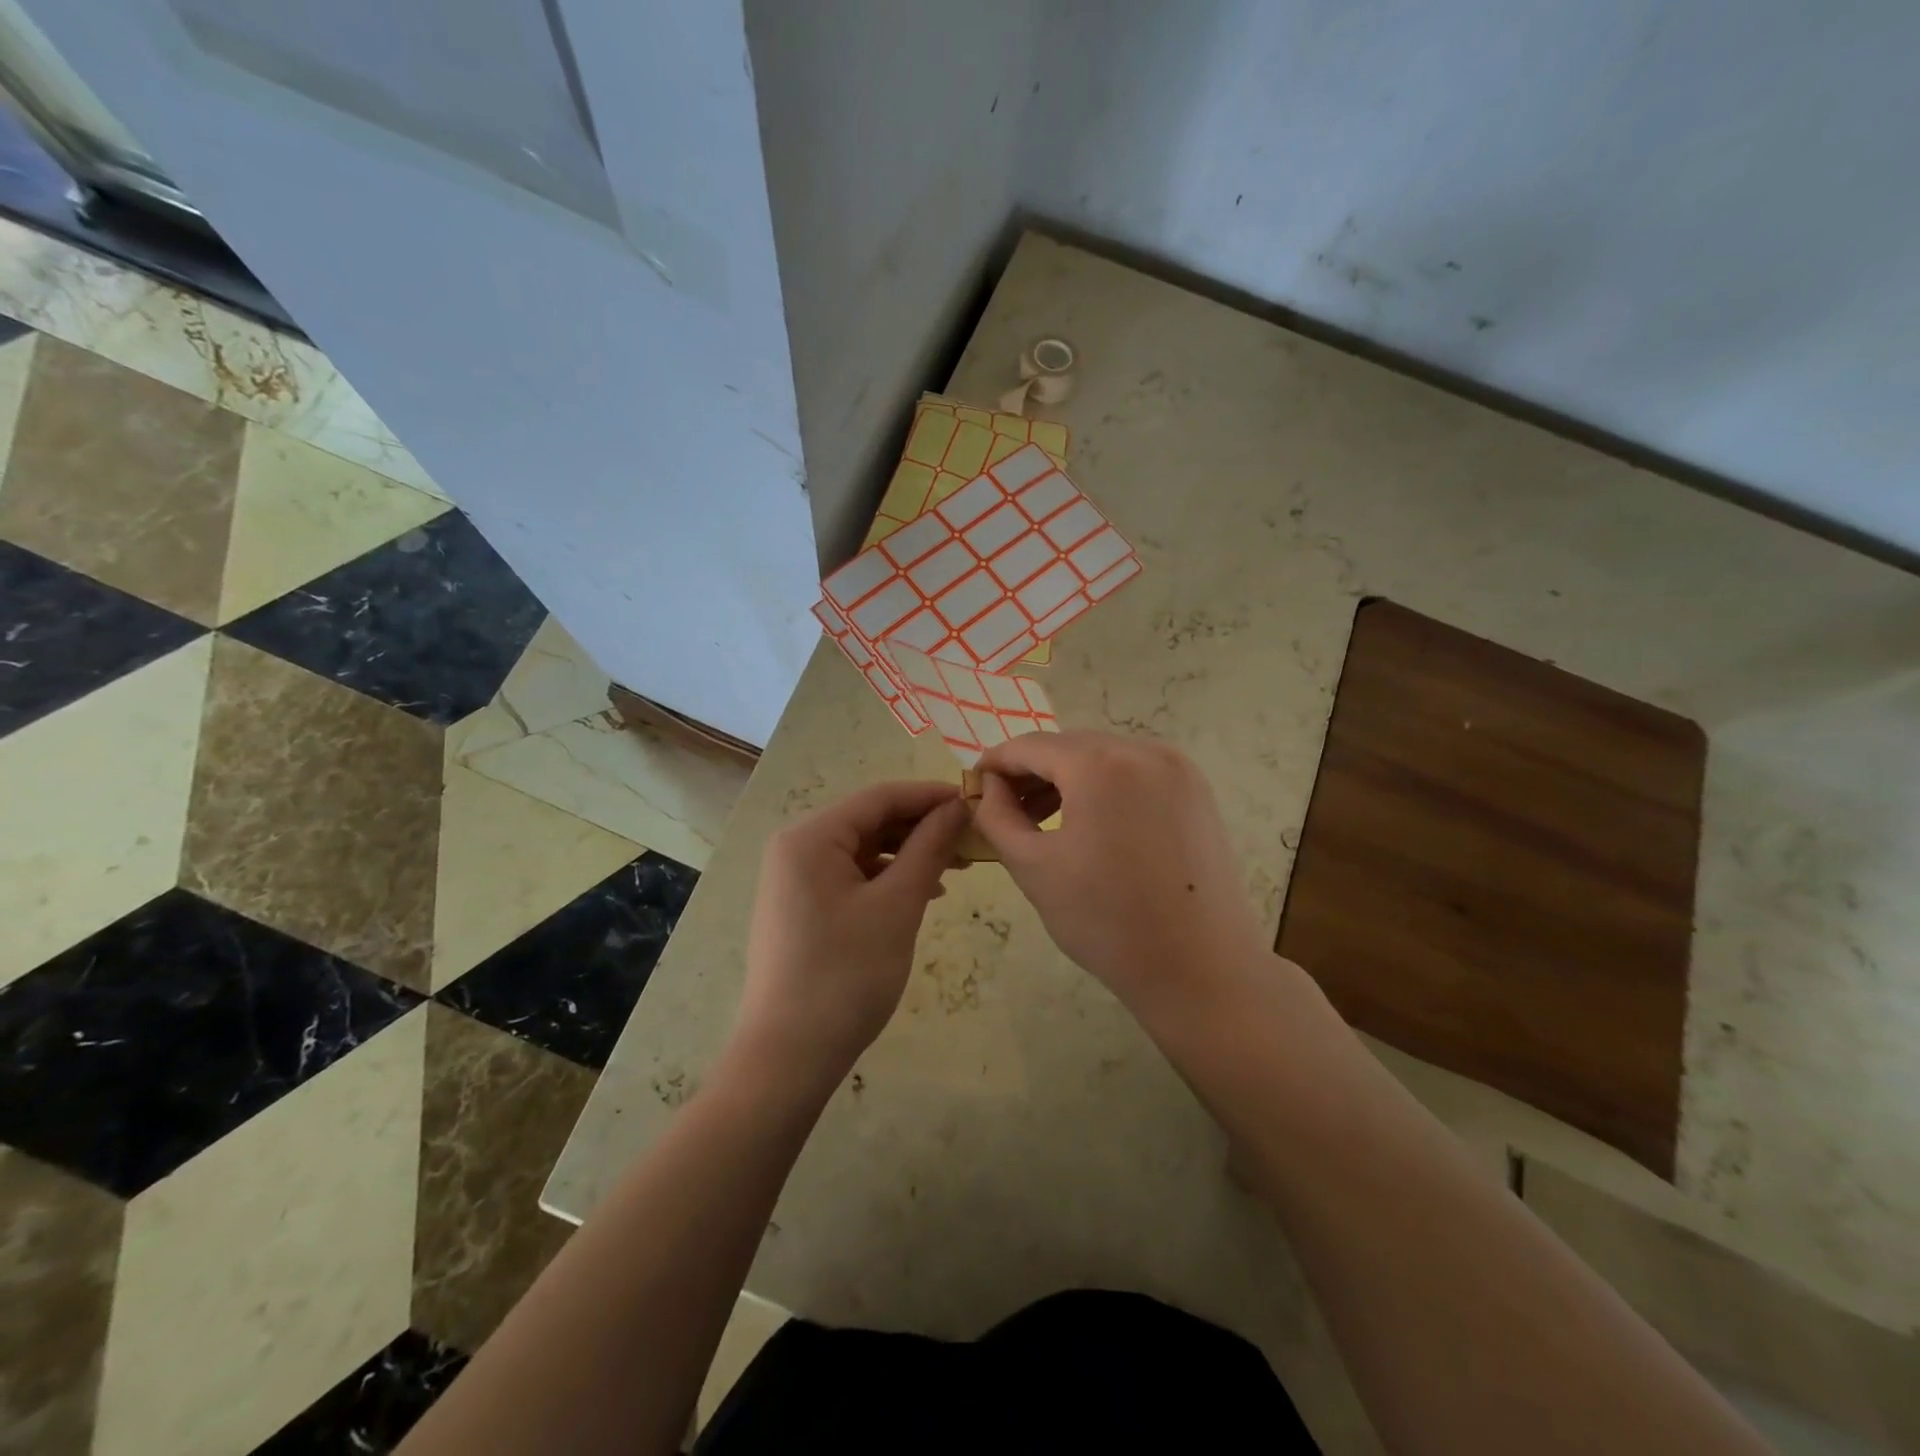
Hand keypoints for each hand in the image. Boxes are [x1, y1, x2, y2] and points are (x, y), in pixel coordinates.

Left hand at [736, 781, 966, 1088]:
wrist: (788, 1056)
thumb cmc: (846, 974)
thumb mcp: (897, 906)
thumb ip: (928, 848)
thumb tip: (957, 806)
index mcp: (811, 837)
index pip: (880, 798)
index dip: (930, 796)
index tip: (976, 801)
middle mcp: (796, 848)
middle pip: (869, 821)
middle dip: (921, 828)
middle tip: (971, 840)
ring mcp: (794, 880)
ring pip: (862, 851)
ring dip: (907, 854)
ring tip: (955, 869)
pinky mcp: (800, 907)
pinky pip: (850, 877)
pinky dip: (886, 879)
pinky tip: (920, 893)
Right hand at [972, 732, 1267, 1017]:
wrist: (1200, 969)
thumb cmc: (1106, 921)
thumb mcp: (1033, 867)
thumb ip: (996, 816)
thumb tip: (988, 786)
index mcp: (1100, 765)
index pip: (1031, 746)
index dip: (995, 763)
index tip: (973, 787)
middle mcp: (1143, 750)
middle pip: (1069, 746)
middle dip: (1032, 771)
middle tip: (1006, 808)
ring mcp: (1177, 768)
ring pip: (1104, 757)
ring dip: (1067, 778)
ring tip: (1043, 818)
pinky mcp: (1196, 791)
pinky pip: (1135, 773)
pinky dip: (1105, 786)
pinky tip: (1091, 822)